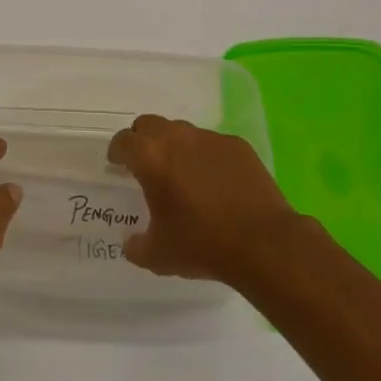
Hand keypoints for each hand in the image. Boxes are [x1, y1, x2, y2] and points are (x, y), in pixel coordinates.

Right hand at [107, 114, 303, 282]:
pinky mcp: (237, 145)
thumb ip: (136, 246)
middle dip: (142, 140)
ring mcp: (210, 138)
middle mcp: (178, 138)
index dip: (117, 151)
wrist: (263, 242)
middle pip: (149, 124)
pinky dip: (206, 156)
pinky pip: (212, 143)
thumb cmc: (202, 245)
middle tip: (146, 164)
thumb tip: (130, 243)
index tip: (117, 163)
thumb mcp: (159, 256)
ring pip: (182, 131)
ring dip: (175, 146)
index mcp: (151, 158)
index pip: (124, 141)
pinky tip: (216, 181)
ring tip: (182, 174)